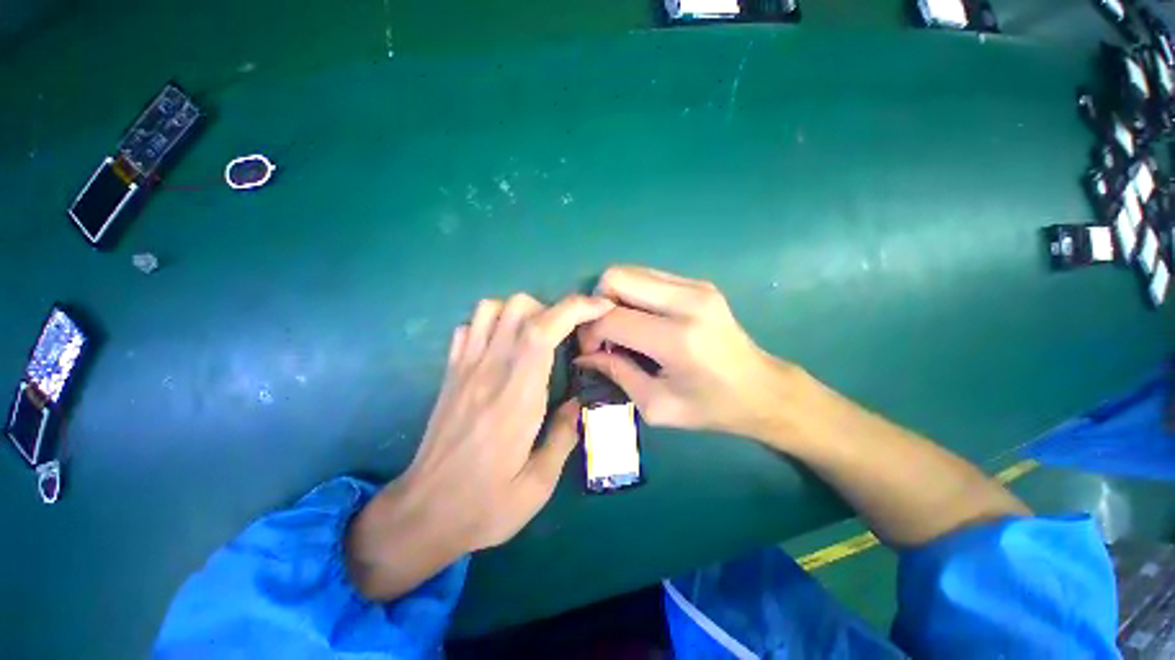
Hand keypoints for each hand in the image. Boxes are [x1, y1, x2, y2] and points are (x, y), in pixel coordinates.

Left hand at [346, 293, 613, 600]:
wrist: (421, 514)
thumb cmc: (484, 505)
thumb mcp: (538, 484)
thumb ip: (564, 436)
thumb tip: (577, 404)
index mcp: (517, 396)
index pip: (543, 331)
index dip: (575, 309)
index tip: (600, 307)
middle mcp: (490, 370)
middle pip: (519, 308)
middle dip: (554, 309)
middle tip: (568, 335)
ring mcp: (465, 367)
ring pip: (492, 308)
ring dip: (522, 312)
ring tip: (537, 337)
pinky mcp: (450, 372)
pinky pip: (468, 326)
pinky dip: (491, 323)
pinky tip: (503, 346)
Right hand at [577, 266, 795, 438]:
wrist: (762, 389)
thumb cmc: (711, 407)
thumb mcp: (656, 405)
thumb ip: (616, 373)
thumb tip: (584, 354)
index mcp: (677, 339)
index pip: (611, 317)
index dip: (590, 333)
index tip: (592, 351)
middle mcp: (687, 302)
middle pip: (616, 277)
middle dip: (598, 305)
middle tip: (605, 335)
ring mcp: (696, 286)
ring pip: (630, 271)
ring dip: (615, 298)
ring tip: (623, 328)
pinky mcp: (699, 283)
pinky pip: (648, 276)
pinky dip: (633, 295)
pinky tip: (642, 320)